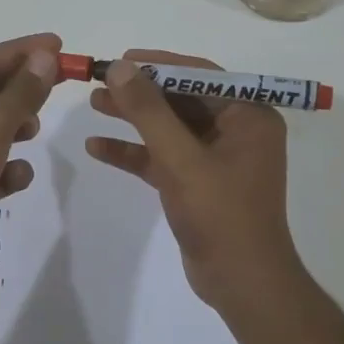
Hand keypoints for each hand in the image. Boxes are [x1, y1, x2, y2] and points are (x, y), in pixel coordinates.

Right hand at [85, 50, 304, 309]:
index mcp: (249, 115)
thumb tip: (121, 68)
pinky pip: (163, 157)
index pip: (200, 75)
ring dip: (133, 119)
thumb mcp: (181, 158)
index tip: (121, 59)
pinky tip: (97, 148)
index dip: (158, 65)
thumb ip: (149, 111)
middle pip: (181, 99)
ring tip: (94, 105)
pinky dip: (134, 153)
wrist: (242, 283)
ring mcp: (217, 158)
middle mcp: (237, 130)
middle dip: (140, 93)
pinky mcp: (198, 183)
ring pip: (169, 128)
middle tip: (100, 82)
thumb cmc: (221, 213)